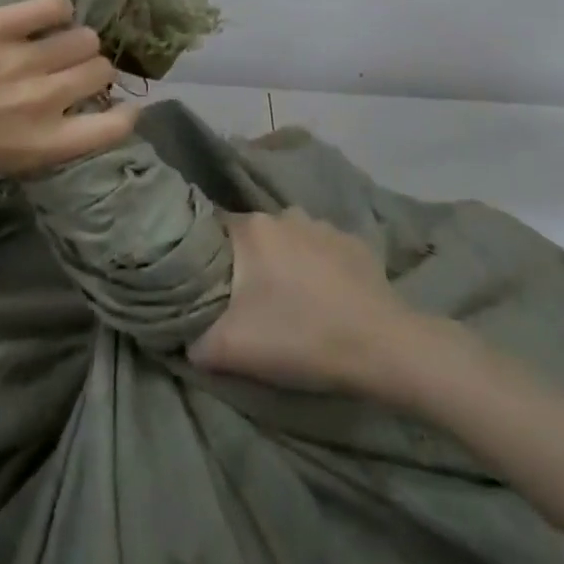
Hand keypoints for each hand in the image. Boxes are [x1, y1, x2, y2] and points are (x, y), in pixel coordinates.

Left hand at [0, 0, 137, 189]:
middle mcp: (45, 99)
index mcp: (45, 144)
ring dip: (75, 42)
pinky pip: (54, 6)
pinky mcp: (0, 24)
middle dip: (91, 72)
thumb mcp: (0, 166)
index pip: (115, 126)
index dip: (125, 114)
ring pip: (85, 37)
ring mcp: (24, 57)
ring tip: (53, 44)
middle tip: (68, 72)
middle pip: (100, 70)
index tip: (118, 108)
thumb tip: (67, 114)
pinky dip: (56, 11)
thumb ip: (43, 140)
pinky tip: (44, 18)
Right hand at [189, 208, 421, 395]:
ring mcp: (322, 225)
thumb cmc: (300, 338)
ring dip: (282, 261)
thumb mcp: (232, 349)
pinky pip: (320, 249)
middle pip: (252, 234)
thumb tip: (181, 334)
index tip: (207, 283)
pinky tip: (324, 297)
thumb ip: (194, 338)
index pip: (214, 230)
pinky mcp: (353, 242)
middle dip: (246, 261)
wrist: (382, 346)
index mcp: (252, 229)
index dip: (207, 256)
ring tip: (288, 299)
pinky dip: (316, 267)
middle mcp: (284, 214)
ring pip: (287, 239)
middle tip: (246, 298)